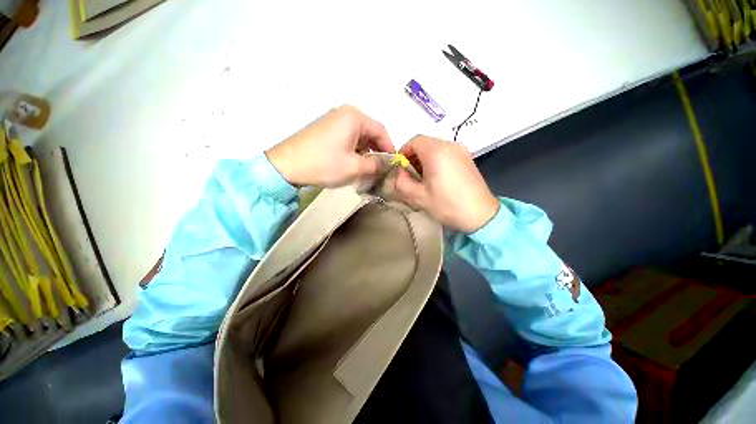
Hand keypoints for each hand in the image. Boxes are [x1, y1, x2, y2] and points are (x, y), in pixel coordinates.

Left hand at [266, 105, 394, 186]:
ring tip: (367, 169)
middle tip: (380, 168)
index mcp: (355, 117)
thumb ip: (376, 164)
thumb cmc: (324, 164)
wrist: (286, 166)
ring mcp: (333, 120)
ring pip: (358, 136)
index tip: (394, 164)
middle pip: (370, 132)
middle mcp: (345, 113)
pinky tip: (352, 163)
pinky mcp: (325, 129)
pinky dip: (354, 150)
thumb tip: (386, 164)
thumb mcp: (355, 167)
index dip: (389, 148)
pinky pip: (347, 138)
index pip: (381, 131)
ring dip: (365, 152)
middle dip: (377, 151)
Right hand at [394, 136, 498, 232]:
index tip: (401, 169)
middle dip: (413, 157)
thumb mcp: (418, 196)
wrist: (480, 214)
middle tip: (411, 176)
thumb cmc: (447, 205)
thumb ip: (402, 182)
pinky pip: (446, 153)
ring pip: (435, 147)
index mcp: (436, 152)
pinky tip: (438, 178)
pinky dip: (436, 161)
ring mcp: (461, 150)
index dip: (404, 152)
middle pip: (425, 143)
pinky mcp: (467, 158)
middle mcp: (450, 145)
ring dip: (425, 159)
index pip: (414, 141)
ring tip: (424, 179)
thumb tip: (400, 172)